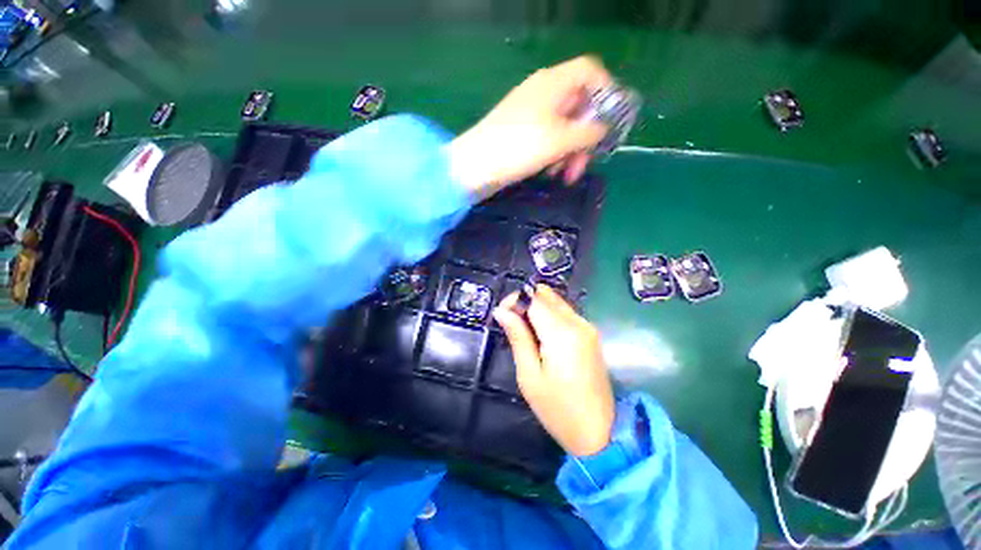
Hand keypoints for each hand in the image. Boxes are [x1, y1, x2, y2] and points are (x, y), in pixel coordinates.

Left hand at [448, 56, 612, 196]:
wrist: (475, 166)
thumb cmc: (519, 147)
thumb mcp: (561, 139)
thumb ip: (589, 132)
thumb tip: (602, 130)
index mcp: (553, 83)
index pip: (590, 72)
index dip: (606, 92)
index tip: (609, 122)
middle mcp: (543, 93)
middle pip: (578, 106)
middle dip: (585, 137)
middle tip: (583, 165)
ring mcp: (531, 114)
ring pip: (564, 127)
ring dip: (570, 152)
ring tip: (564, 176)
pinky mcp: (522, 133)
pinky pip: (548, 139)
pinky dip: (554, 154)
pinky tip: (551, 173)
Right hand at [493, 285, 614, 456]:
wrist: (599, 432)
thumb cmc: (558, 409)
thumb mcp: (529, 375)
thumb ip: (517, 337)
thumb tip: (502, 311)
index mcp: (562, 333)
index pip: (534, 298)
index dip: (515, 300)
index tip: (501, 315)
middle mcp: (578, 322)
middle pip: (546, 295)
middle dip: (525, 301)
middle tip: (511, 322)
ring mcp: (587, 327)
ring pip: (556, 302)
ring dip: (536, 308)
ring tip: (524, 331)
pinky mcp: (591, 334)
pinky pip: (565, 313)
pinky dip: (549, 316)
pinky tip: (541, 336)